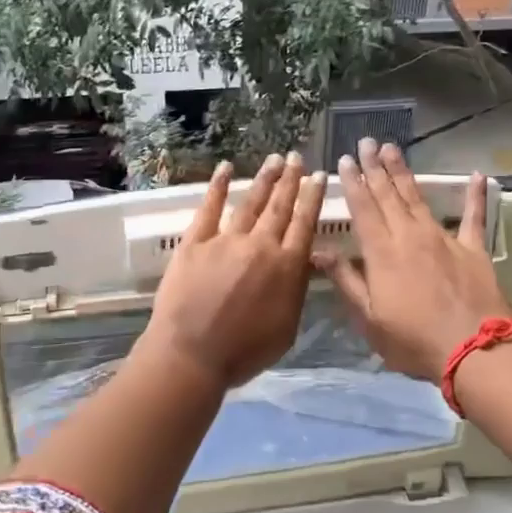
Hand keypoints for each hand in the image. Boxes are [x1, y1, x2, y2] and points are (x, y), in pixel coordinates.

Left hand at [138, 152, 325, 390]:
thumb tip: (306, 262)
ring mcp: (226, 240)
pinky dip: (218, 186)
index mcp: (287, 267)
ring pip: (250, 203)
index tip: (318, 176)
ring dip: (264, 180)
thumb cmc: (244, 352)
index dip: (312, 198)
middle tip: (297, 157)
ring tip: (275, 160)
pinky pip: (209, 208)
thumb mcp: (288, 328)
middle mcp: (260, 246)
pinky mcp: (195, 242)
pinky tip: (225, 168)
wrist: (192, 355)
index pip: (304, 224)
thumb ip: (297, 290)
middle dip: (291, 180)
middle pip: (279, 207)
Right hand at [317, 139, 511, 381]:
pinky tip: (477, 175)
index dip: (353, 183)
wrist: (474, 351)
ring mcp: (443, 238)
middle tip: (366, 142)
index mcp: (382, 252)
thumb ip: (346, 281)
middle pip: (388, 195)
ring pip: (418, 198)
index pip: (363, 209)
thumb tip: (319, 252)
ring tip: (392, 149)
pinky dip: (475, 196)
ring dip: (404, 172)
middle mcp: (410, 236)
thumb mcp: (369, 319)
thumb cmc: (413, 341)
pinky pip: (474, 216)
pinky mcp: (473, 249)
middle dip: (375, 168)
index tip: (345, 160)